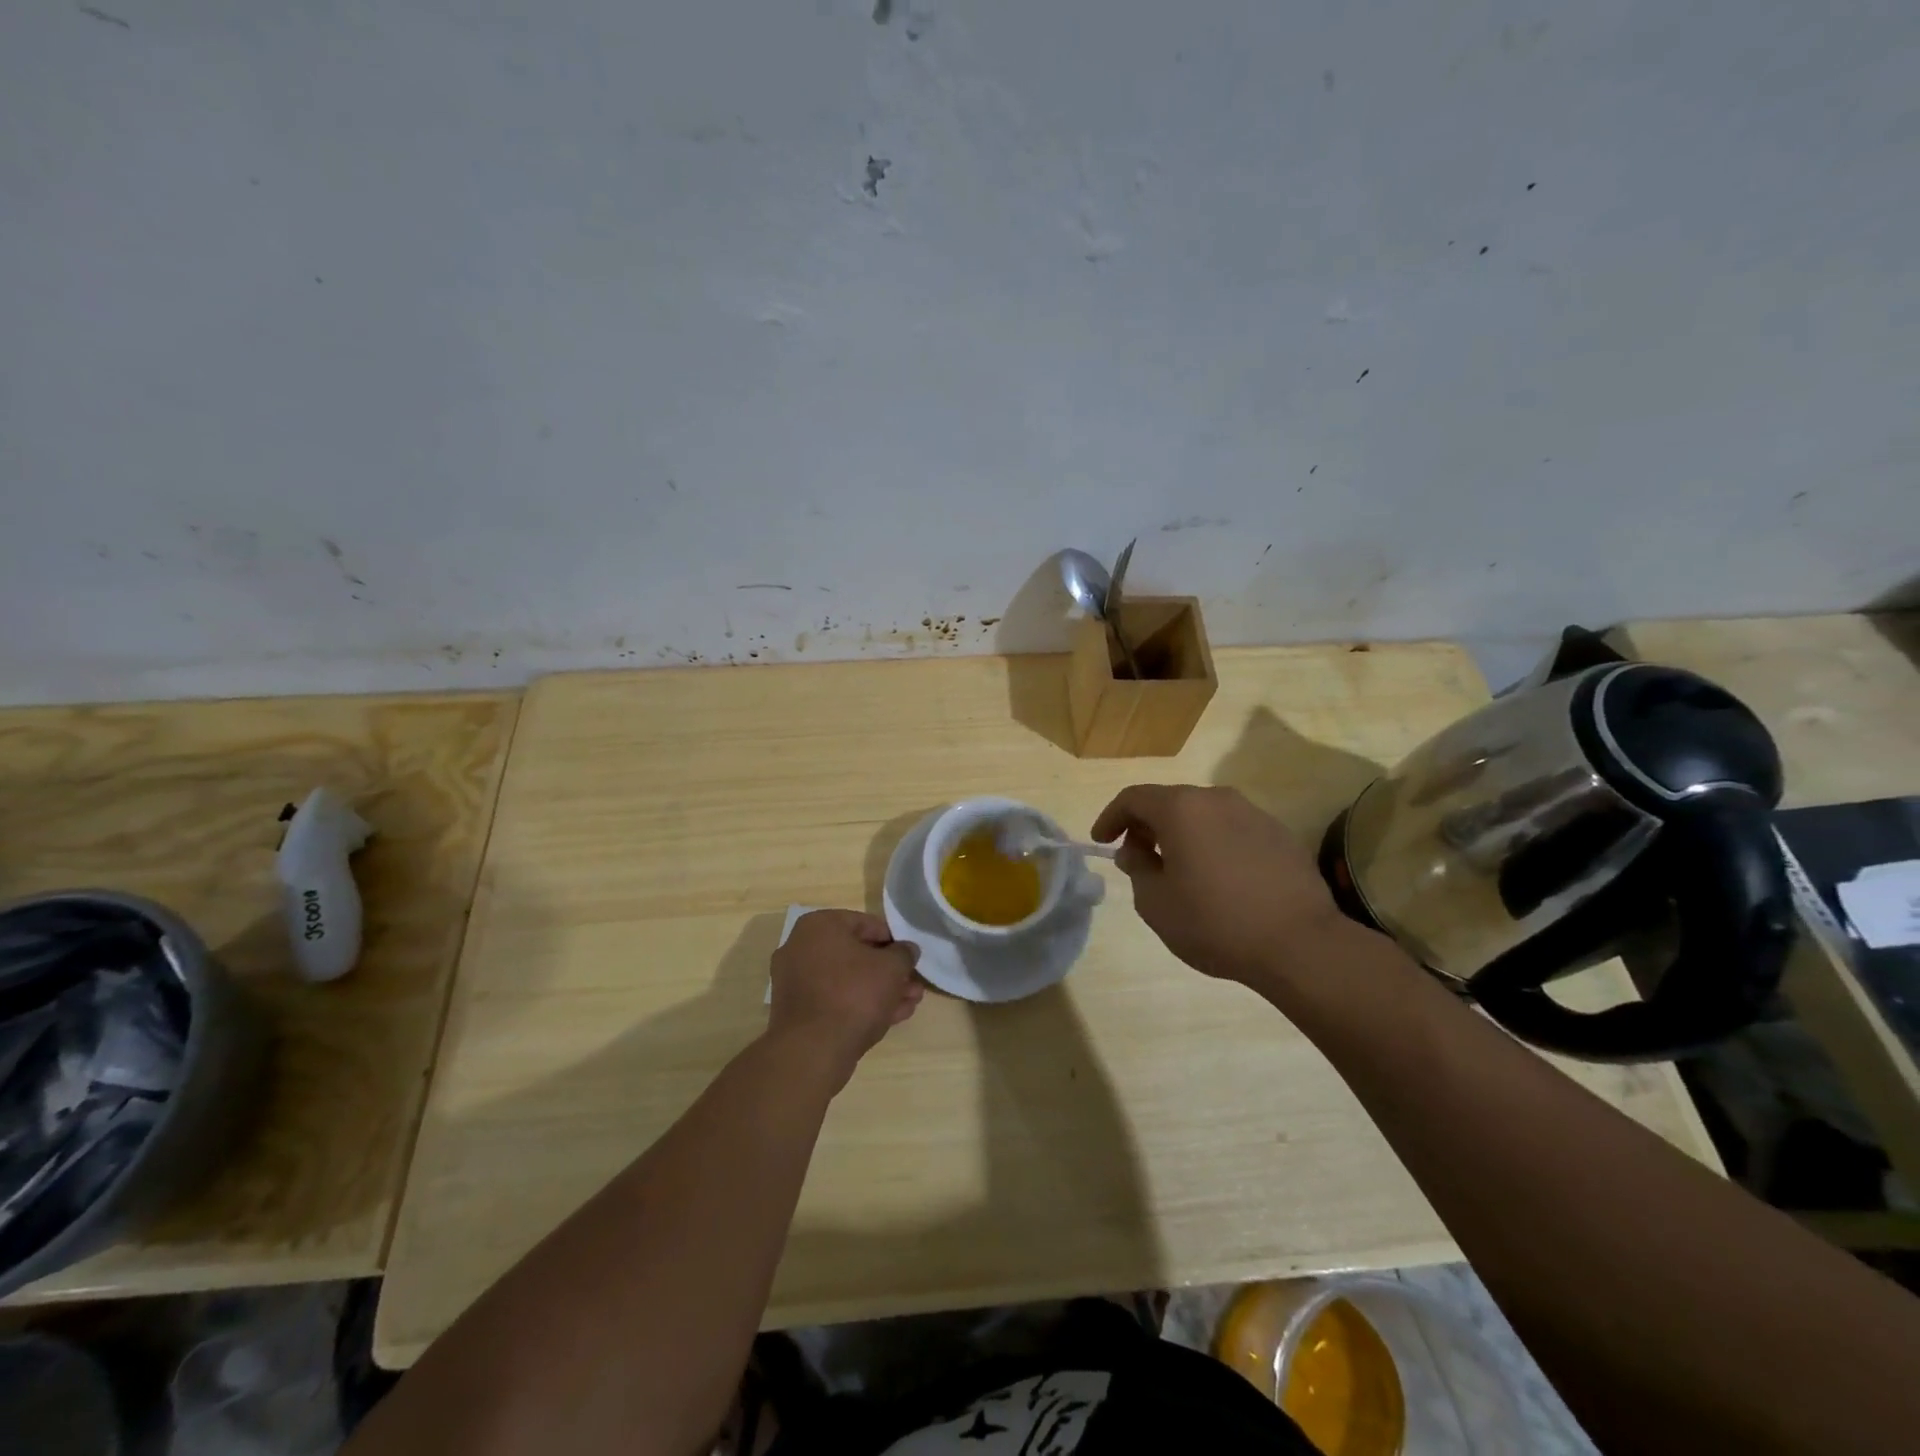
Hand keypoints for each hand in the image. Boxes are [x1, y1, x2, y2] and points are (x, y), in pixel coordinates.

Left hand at [766, 909, 922, 1088]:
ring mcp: (795, 981)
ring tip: (909, 1003)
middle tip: (913, 985)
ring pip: (847, 980)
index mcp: (819, 926)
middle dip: (888, 971)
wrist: (813, 1051)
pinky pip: (834, 1000)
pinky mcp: (797, 1012)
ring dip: (879, 990)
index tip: (910, 958)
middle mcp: (801, 947)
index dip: (894, 941)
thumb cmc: (853, 994)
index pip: (866, 924)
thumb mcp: (891, 968)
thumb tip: (907, 950)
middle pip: (856, 955)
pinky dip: (860, 1005)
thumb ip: (904, 954)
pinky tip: (890, 1017)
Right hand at [1091, 785, 1353, 991]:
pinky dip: (1214, 844)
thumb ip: (1137, 869)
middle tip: (1136, 856)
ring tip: (1177, 868)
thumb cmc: (1215, 922)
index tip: (1101, 841)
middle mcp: (1217, 799)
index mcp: (1182, 809)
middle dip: (1147, 826)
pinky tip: (1217, 877)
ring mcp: (1253, 814)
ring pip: (1204, 815)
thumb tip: (1136, 851)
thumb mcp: (1156, 903)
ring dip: (1182, 834)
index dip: (1111, 817)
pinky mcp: (1279, 834)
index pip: (1133, 798)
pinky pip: (1233, 830)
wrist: (1299, 944)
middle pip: (1170, 802)